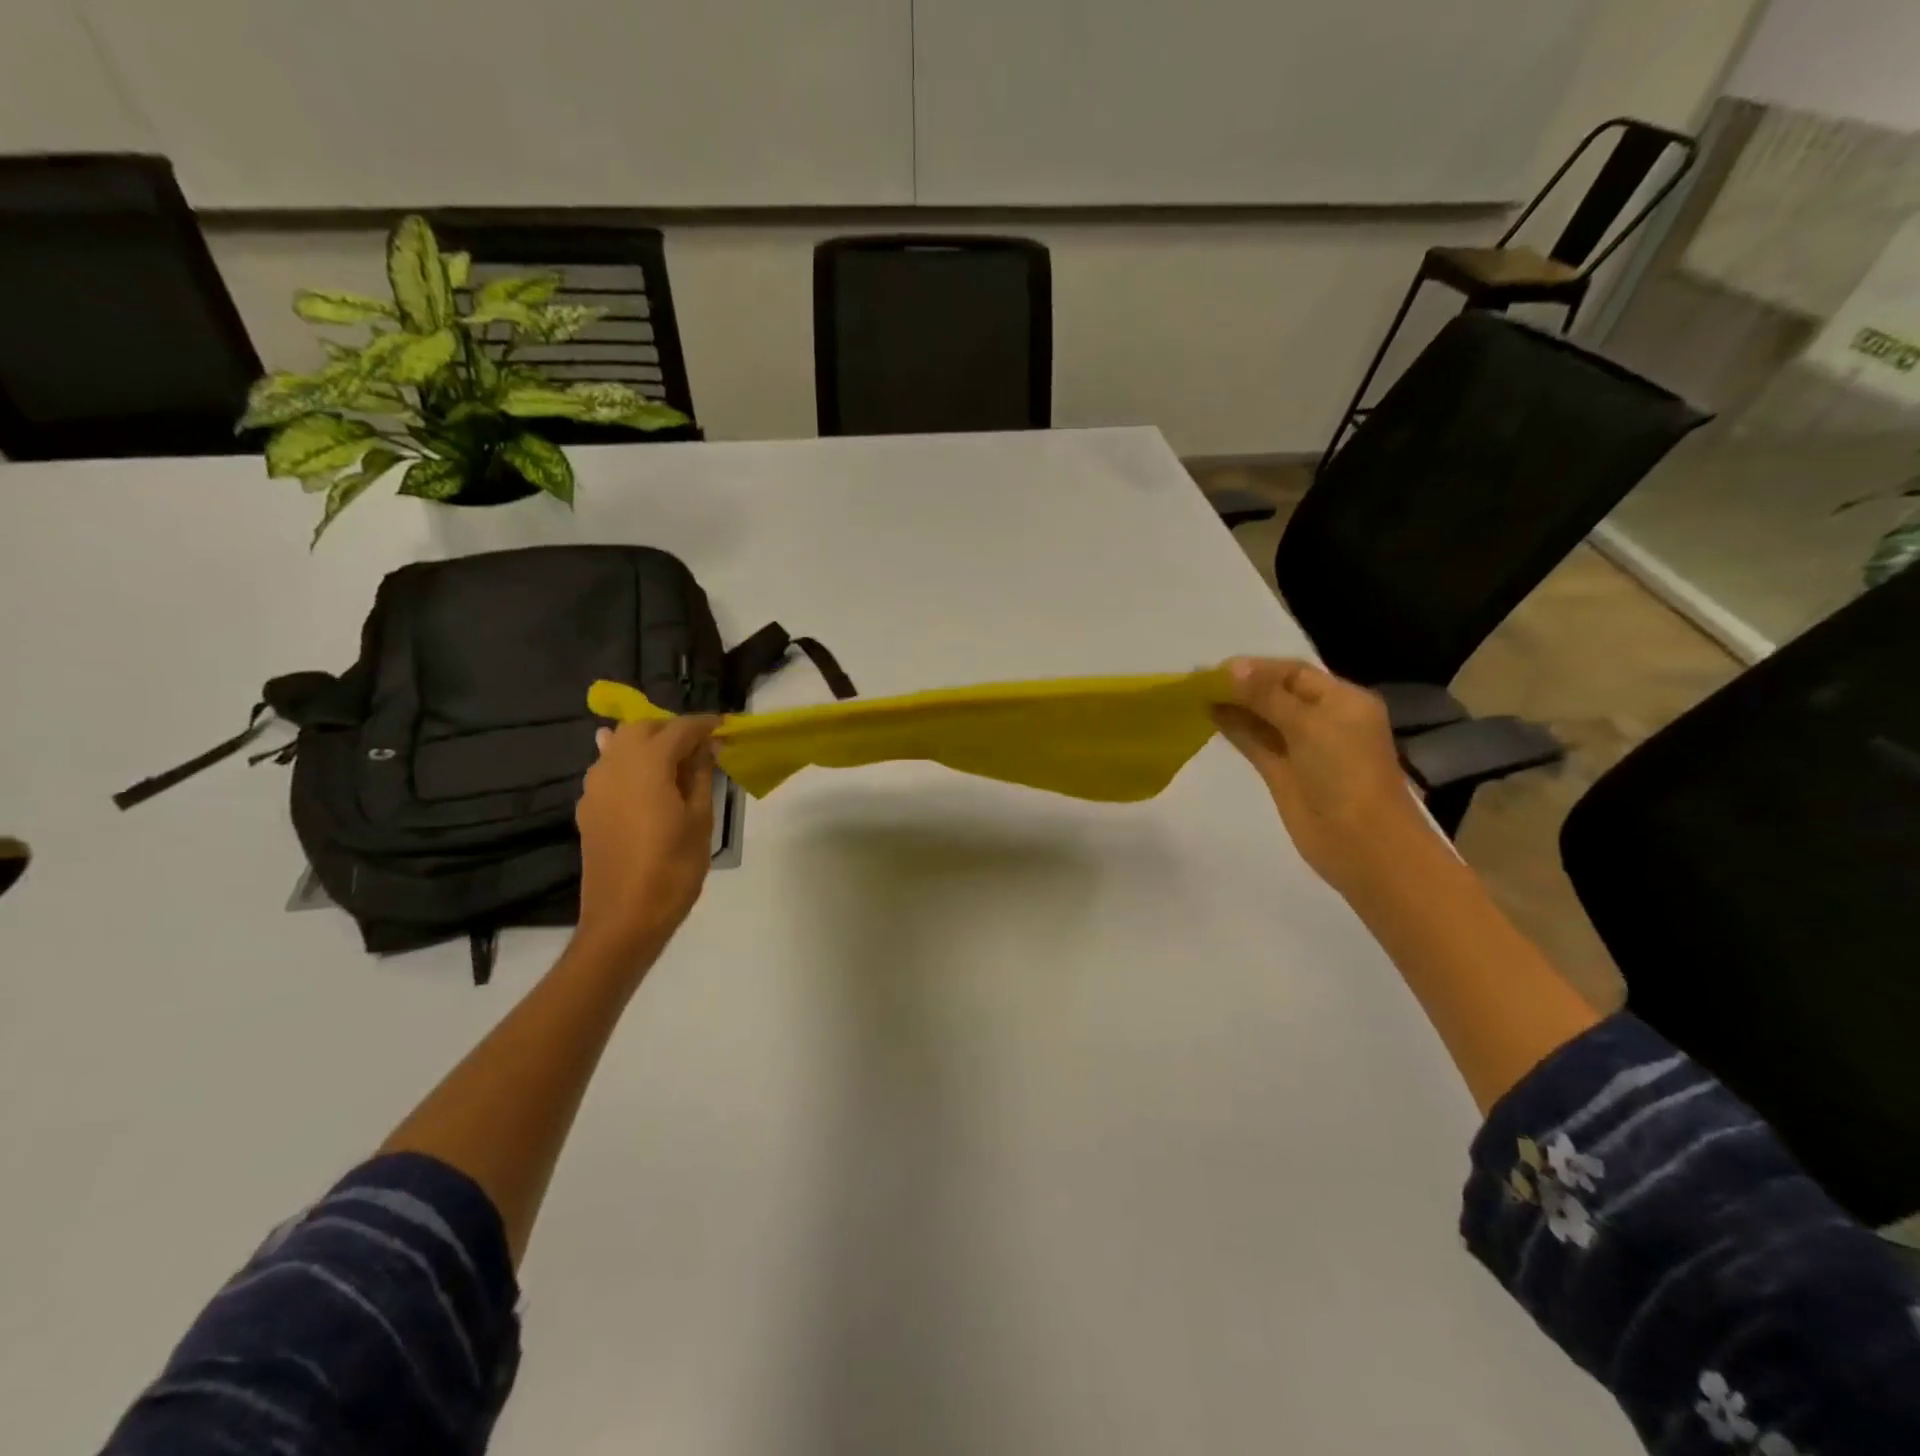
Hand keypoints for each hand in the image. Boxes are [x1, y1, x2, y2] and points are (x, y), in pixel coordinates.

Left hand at [573, 716, 718, 966]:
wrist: (624, 918)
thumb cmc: (673, 868)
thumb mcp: (700, 819)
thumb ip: (701, 774)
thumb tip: (707, 746)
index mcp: (647, 764)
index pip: (680, 729)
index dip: (705, 724)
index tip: (726, 726)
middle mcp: (614, 765)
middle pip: (643, 727)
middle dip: (673, 729)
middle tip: (702, 746)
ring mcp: (595, 786)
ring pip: (620, 744)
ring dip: (649, 744)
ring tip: (677, 763)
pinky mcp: (588, 807)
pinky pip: (609, 768)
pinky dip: (630, 764)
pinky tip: (646, 779)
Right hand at [1212, 657, 1429, 893]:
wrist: (1360, 842)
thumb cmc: (1344, 773)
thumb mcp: (1309, 724)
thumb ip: (1266, 696)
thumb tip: (1231, 667)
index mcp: (1342, 700)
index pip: (1293, 673)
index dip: (1255, 668)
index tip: (1215, 669)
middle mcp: (1323, 719)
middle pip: (1276, 693)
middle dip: (1241, 685)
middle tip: (1198, 681)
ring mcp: (1302, 747)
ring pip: (1263, 718)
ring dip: (1234, 706)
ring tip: (1197, 696)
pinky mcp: (1283, 772)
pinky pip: (1256, 742)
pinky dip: (1235, 729)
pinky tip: (1210, 717)